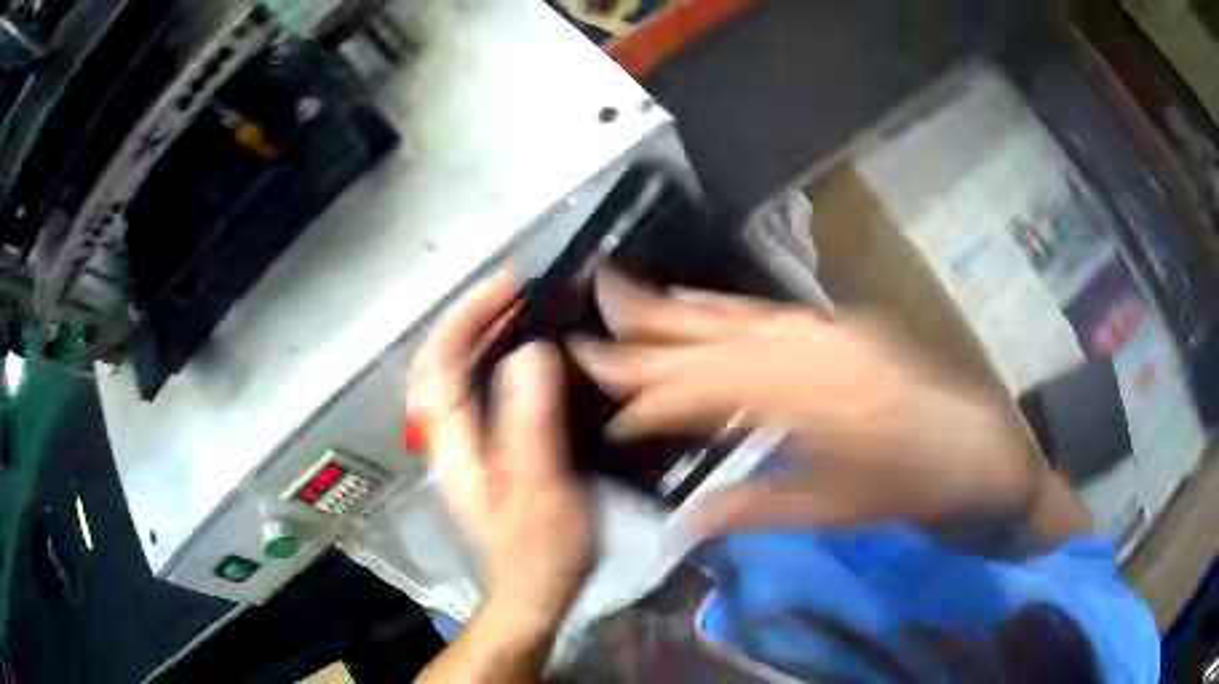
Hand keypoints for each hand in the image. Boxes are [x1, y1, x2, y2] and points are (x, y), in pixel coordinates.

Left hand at [409, 273, 595, 633]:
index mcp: (455, 443)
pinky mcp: (480, 453)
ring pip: (451, 376)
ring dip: (475, 336)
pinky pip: (471, 393)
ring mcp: (460, 446)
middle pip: (435, 364)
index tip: (507, 287)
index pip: (439, 363)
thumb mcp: (543, 488)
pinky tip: (520, 358)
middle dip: (467, 319)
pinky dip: (487, 362)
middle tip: (513, 293)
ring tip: (518, 312)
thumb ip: (531, 424)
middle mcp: (446, 438)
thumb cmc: (542, 548)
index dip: (465, 318)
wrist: (534, 589)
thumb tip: (529, 353)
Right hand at [570, 270, 1039, 536]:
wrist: (983, 452)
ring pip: (737, 315)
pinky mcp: (841, 328)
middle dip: (645, 330)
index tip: (605, 411)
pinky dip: (724, 308)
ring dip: (678, 309)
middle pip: (713, 338)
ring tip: (624, 295)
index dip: (650, 400)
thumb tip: (685, 521)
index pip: (707, 391)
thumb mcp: (839, 511)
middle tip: (587, 312)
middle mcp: (814, 350)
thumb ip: (758, 506)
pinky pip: (768, 313)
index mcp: (811, 400)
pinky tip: (700, 304)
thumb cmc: (916, 488)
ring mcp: (829, 331)